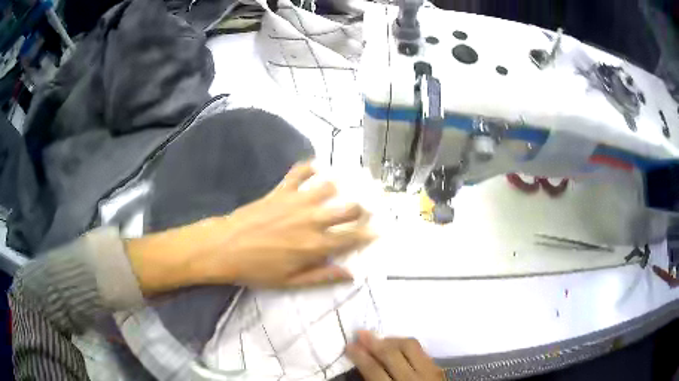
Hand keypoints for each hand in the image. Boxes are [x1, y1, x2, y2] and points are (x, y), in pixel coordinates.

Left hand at [127, 162, 374, 293]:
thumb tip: (350, 273)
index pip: (352, 236)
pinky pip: (299, 172)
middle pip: (347, 208)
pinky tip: (315, 167)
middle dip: (361, 208)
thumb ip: (323, 276)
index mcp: (316, 245)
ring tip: (343, 188)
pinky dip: (309, 167)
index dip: (368, 233)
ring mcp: (296, 201)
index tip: (378, 230)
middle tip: (364, 209)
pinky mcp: (280, 190)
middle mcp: (312, 220)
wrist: (225, 247)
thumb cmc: (257, 269)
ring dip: (340, 187)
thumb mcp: (291, 281)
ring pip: (329, 186)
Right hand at [346, 331, 442, 380]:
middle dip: (374, 342)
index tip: (349, 346)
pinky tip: (397, 345)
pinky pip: (421, 350)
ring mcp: (429, 372)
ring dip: (391, 340)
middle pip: (392, 354)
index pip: (374, 370)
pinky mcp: (438, 368)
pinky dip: (406, 345)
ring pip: (410, 346)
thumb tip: (362, 362)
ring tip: (378, 339)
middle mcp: (412, 380)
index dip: (360, 356)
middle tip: (360, 334)